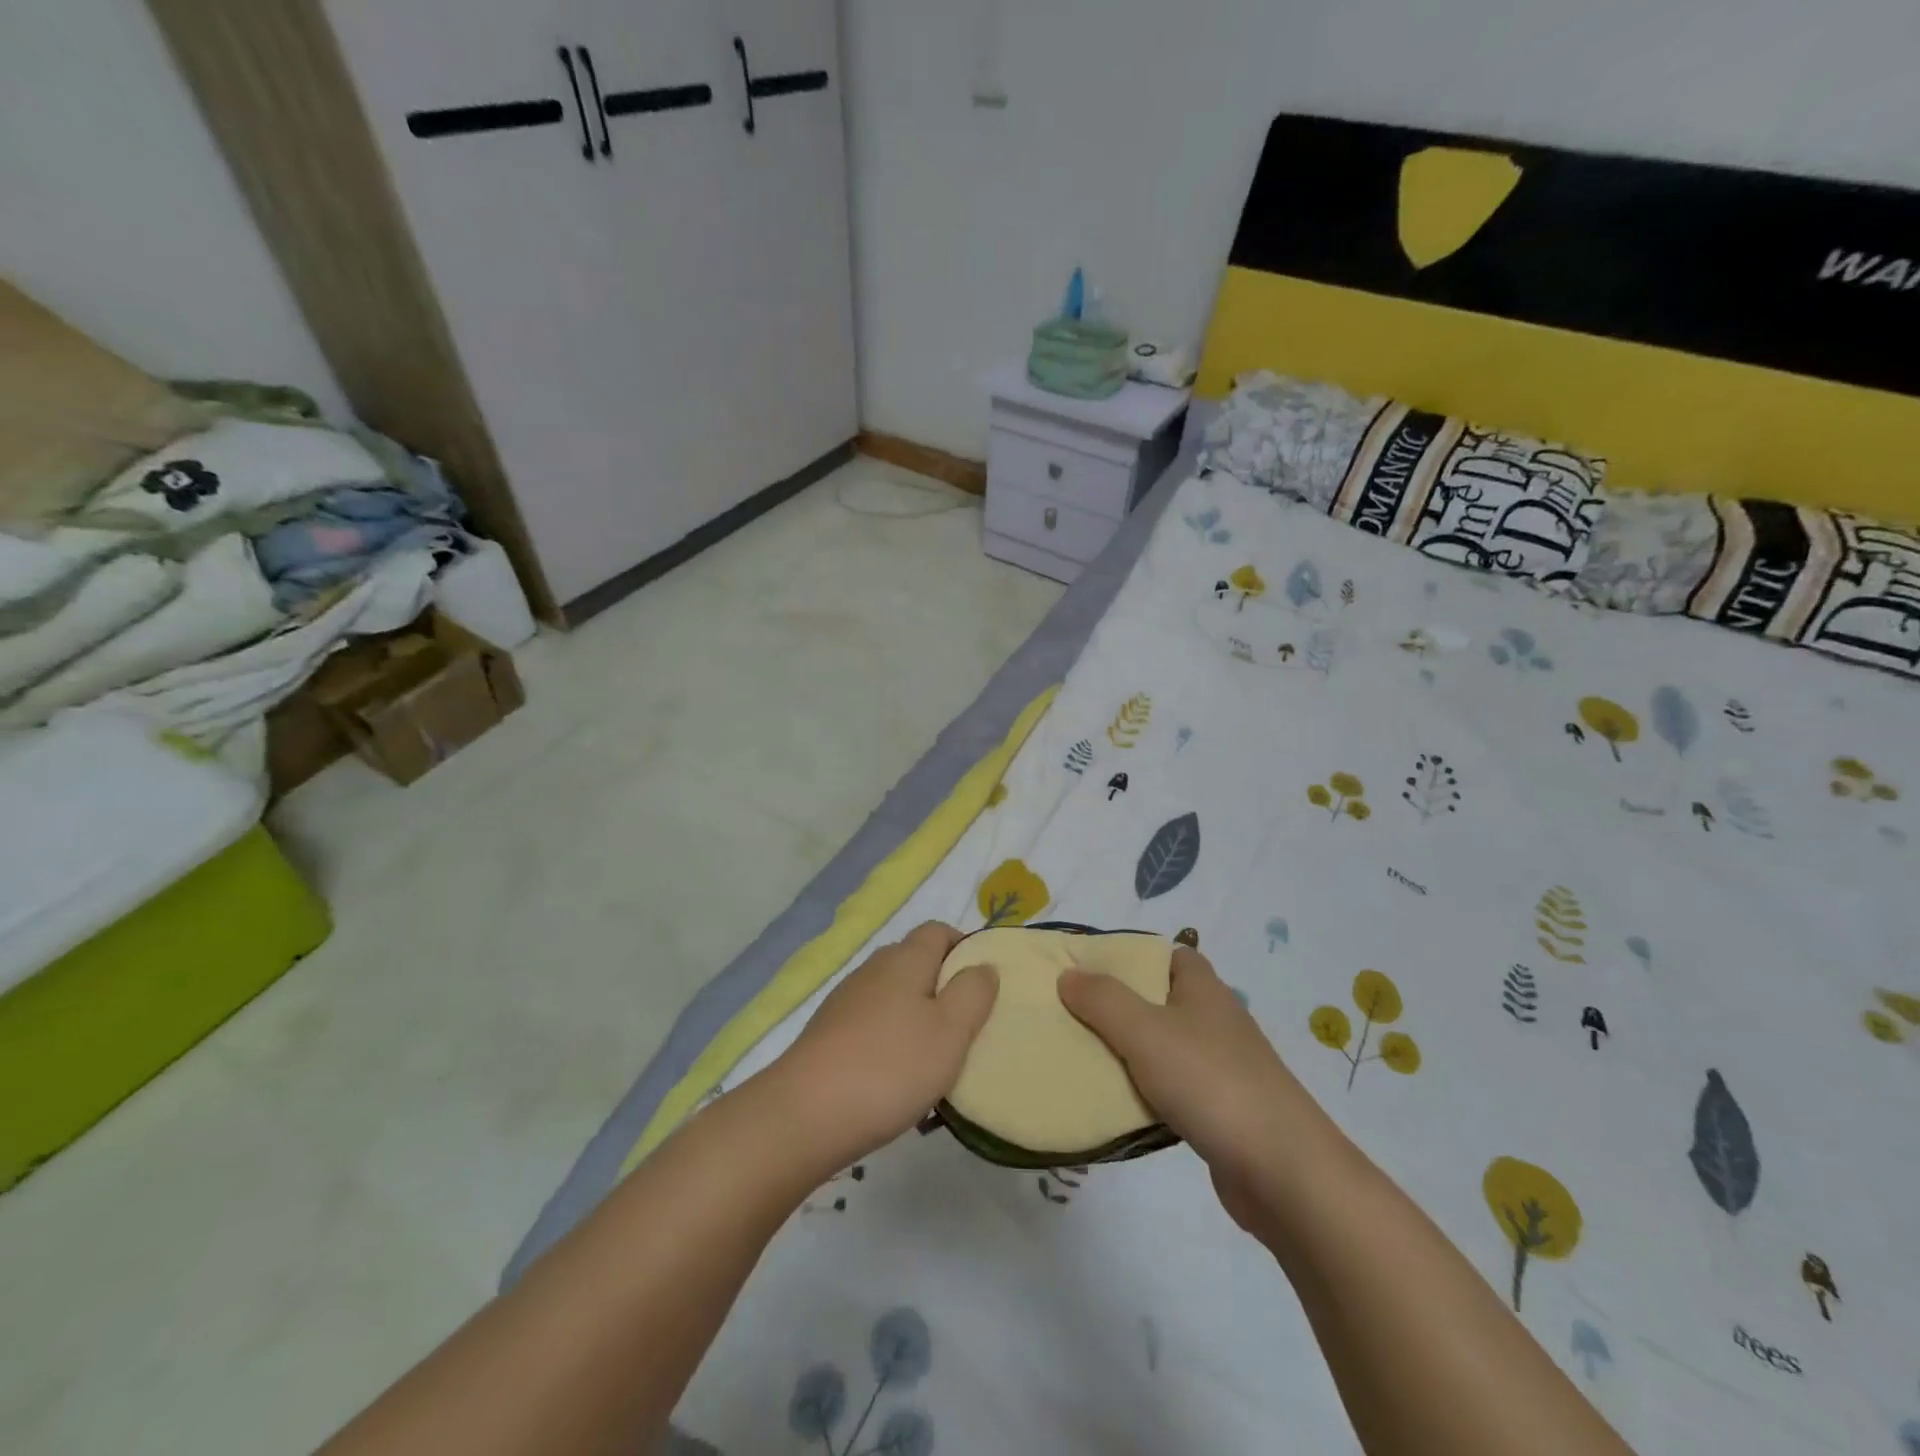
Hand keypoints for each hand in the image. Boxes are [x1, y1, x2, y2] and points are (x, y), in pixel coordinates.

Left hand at [767, 923, 997, 1172]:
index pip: (938, 931)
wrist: (805, 1115)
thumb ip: (973, 993)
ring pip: (892, 994)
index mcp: (905, 959)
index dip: (964, 948)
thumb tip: (983, 965)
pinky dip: (889, 1038)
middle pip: (914, 961)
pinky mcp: (828, 1033)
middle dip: (942, 985)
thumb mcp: (950, 1031)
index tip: (982, 986)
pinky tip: (895, 1076)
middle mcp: (873, 969)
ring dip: (915, 1015)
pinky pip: (871, 1023)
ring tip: (933, 1058)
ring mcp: (846, 1000)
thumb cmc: (890, 1067)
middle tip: (964, 1026)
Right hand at [1058, 947, 1336, 1232]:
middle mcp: (1217, 1020)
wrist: (1283, 1172)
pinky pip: (1175, 1088)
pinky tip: (1122, 1105)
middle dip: (1121, 1006)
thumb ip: (1103, 1000)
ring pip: (1166, 1047)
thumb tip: (1068, 975)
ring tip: (1086, 1057)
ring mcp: (1224, 1067)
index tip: (1090, 971)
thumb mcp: (1144, 1031)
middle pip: (1162, 1000)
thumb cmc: (1210, 1082)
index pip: (1169, 955)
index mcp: (1204, 989)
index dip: (1133, 957)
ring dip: (1131, 1052)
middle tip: (1075, 1015)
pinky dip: (1149, 1092)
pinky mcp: (1224, 1111)